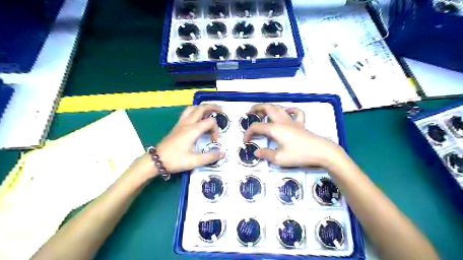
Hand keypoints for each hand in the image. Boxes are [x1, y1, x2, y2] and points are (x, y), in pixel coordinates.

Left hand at [155, 106, 225, 174]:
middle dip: (213, 107)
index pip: (210, 122)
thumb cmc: (175, 160)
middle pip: (201, 108)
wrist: (156, 160)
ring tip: (209, 112)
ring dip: (202, 108)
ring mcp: (181, 123)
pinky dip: (195, 111)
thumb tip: (223, 153)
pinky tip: (197, 118)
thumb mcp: (194, 161)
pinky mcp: (177, 126)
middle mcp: (187, 123)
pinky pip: (187, 113)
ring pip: (192, 108)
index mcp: (193, 130)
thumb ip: (210, 157)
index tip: (214, 142)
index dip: (216, 130)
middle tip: (221, 111)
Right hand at [242, 103, 342, 167]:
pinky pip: (296, 112)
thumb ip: (265, 154)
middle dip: (256, 109)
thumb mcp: (279, 158)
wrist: (321, 152)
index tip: (245, 142)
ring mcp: (292, 121)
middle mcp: (282, 121)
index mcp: (274, 128)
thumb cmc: (299, 154)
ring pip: (279, 108)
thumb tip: (256, 151)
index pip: (256, 127)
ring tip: (263, 113)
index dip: (248, 133)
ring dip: (269, 108)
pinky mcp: (301, 124)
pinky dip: (290, 110)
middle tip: (249, 114)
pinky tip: (287, 113)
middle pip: (267, 108)